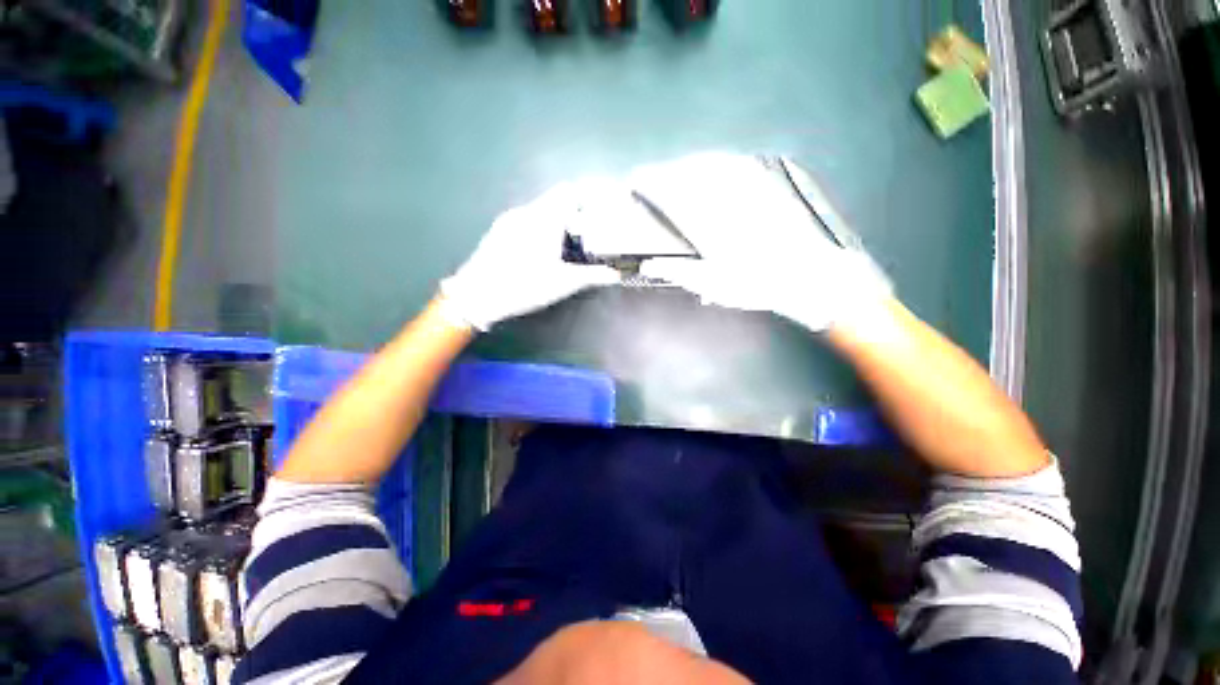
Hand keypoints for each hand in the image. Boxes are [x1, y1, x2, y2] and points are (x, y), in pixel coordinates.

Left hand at [439, 183, 620, 330]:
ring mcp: (510, 220)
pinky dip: (544, 226)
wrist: (475, 296)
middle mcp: (526, 212)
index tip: (605, 204)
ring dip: (560, 220)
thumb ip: (592, 276)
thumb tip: (616, 275)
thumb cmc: (523, 286)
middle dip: (578, 211)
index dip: (590, 193)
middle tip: (593, 230)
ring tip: (572, 242)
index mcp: (543, 219)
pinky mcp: (500, 230)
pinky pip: (528, 219)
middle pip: (557, 200)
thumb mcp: (562, 283)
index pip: (570, 191)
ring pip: (542, 210)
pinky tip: (546, 249)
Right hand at [630, 152, 891, 331]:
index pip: (670, 192)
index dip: (649, 183)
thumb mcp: (714, 284)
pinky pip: (735, 163)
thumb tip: (648, 264)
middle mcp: (727, 196)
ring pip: (710, 163)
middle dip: (664, 172)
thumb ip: (678, 271)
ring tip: (673, 171)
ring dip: (686, 164)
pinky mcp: (767, 183)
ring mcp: (749, 186)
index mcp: (709, 222)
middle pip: (687, 172)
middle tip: (650, 178)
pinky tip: (710, 165)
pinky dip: (714, 162)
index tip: (634, 181)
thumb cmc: (758, 285)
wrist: (811, 275)